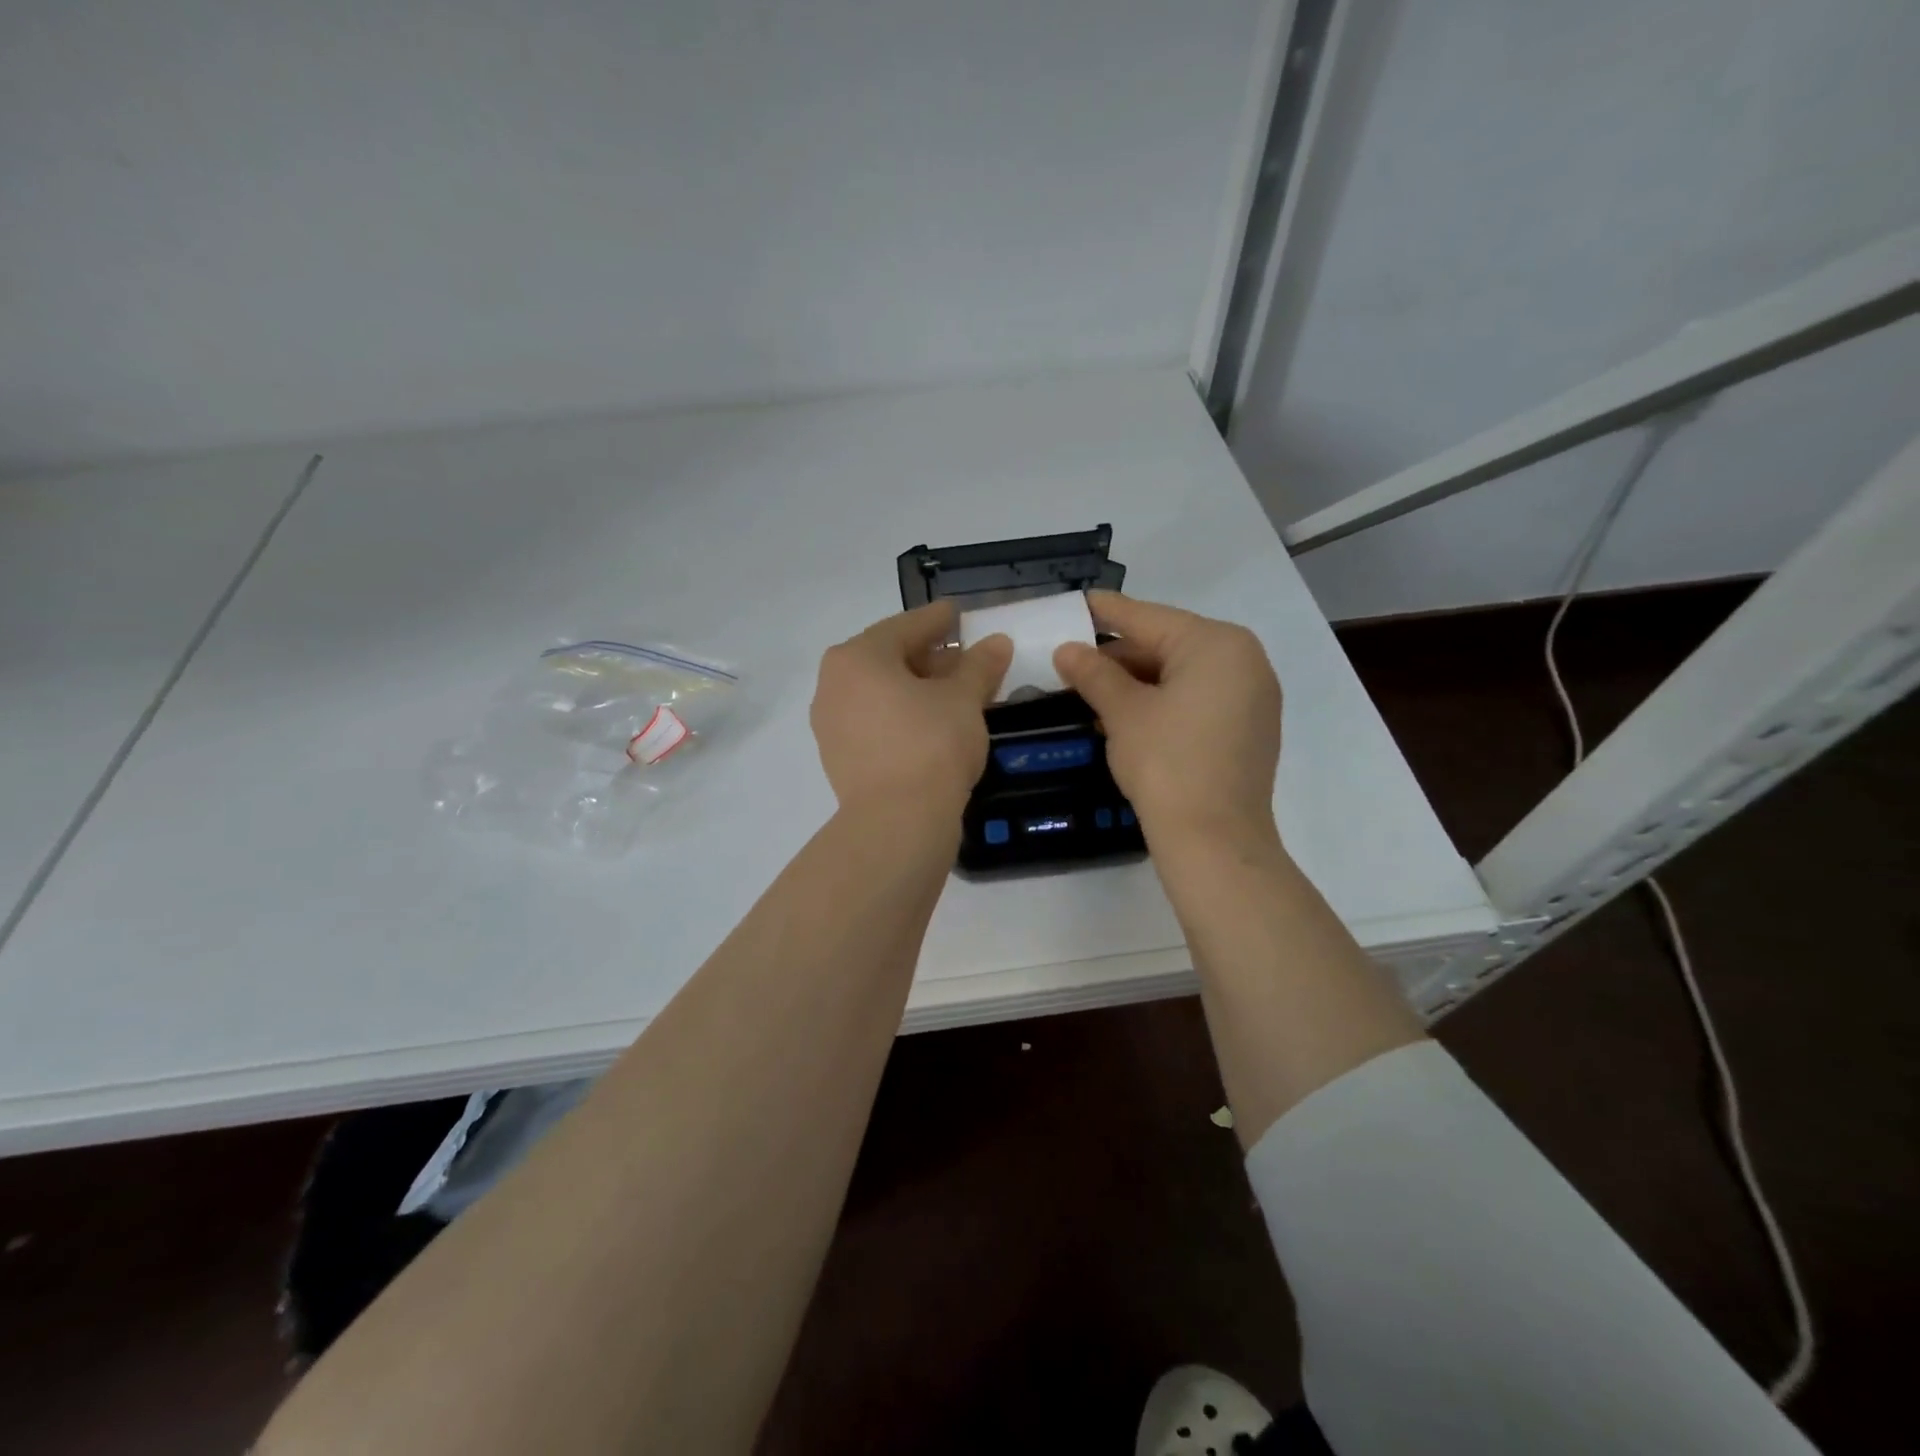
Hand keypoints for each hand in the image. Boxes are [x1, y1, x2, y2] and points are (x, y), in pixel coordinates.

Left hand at [811, 602, 1012, 818]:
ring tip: (955, 693)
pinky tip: (932, 723)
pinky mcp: (839, 757)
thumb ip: (979, 665)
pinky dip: (902, 714)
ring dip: (918, 688)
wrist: (896, 823)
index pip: (906, 627)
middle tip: (965, 658)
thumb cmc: (931, 745)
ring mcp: (831, 723)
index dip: (938, 620)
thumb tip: (997, 642)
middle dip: (930, 657)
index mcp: (858, 657)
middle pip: (889, 659)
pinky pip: (875, 720)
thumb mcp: (964, 699)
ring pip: (881, 692)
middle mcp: (834, 683)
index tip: (958, 614)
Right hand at [1053, 592, 1281, 847]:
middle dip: (1119, 655)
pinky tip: (1126, 716)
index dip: (1107, 611)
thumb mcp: (1123, 713)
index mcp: (1217, 645)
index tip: (1077, 601)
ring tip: (1090, 691)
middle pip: (1168, 645)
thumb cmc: (1166, 764)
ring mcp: (1253, 697)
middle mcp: (1245, 661)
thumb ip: (1094, 673)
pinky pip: (1199, 699)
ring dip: (1137, 682)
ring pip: (1182, 675)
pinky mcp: (1249, 729)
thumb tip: (1067, 650)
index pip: (1149, 618)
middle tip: (1072, 660)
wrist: (1215, 841)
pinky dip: (1163, 702)